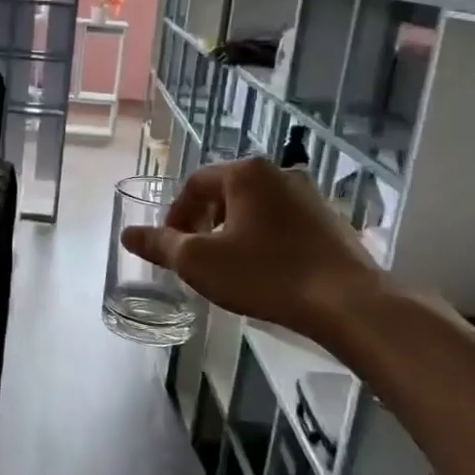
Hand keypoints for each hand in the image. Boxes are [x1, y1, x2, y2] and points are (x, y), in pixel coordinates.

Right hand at [121, 158, 386, 337]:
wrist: (347, 302)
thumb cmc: (265, 274)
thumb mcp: (200, 262)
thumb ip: (161, 245)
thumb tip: (127, 233)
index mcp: (246, 173)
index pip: (195, 184)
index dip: (176, 215)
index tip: (172, 246)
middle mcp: (279, 173)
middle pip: (226, 192)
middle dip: (204, 221)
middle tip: (197, 256)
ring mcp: (310, 195)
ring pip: (256, 207)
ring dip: (234, 230)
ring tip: (229, 265)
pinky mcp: (330, 219)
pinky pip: (283, 222)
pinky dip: (264, 238)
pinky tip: (266, 270)